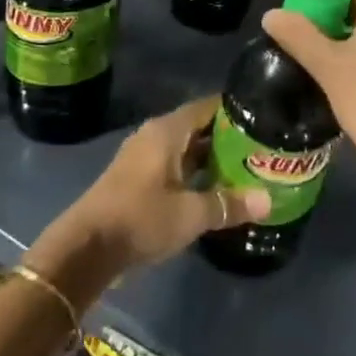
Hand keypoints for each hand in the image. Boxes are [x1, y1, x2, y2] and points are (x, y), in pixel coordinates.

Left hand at [26, 97, 269, 304]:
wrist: (87, 248)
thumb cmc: (140, 219)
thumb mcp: (190, 214)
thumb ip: (229, 204)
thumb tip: (268, 200)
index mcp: (166, 131)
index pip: (207, 107)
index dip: (235, 112)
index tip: (265, 119)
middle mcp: (154, 136)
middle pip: (197, 128)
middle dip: (228, 139)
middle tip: (262, 149)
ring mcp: (143, 158)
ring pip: (185, 150)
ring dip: (211, 160)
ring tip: (247, 170)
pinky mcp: (137, 179)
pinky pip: (174, 167)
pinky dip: (194, 174)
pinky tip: (215, 191)